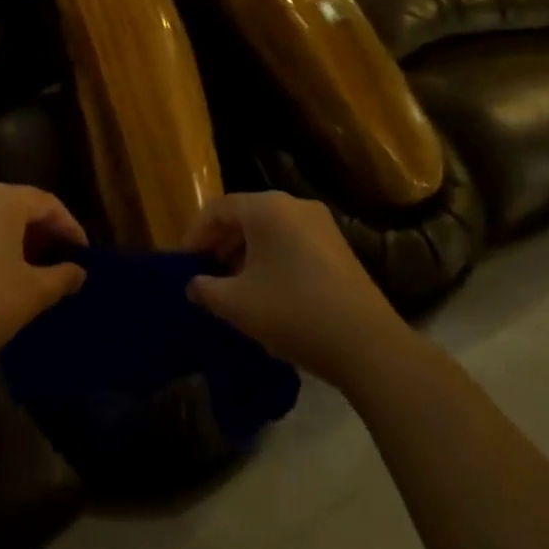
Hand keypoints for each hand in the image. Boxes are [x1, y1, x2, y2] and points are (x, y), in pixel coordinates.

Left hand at [0, 184, 86, 383]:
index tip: (83, 256)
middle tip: (62, 263)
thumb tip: (77, 272)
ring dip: (19, 241)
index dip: (70, 228)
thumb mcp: (33, 293)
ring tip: (35, 272)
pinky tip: (2, 277)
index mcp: (2, 199)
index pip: (47, 204)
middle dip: (44, 233)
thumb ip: (61, 277)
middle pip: (20, 207)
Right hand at [184, 192, 407, 388]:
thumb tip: (194, 284)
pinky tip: (265, 289)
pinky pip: (291, 241)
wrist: (366, 343)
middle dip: (220, 242)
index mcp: (267, 208)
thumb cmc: (292, 312)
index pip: (218, 208)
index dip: (195, 234)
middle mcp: (294, 205)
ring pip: (269, 229)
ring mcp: (321, 224)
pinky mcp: (337, 247)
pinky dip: (270, 257)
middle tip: (204, 272)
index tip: (182, 263)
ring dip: (244, 251)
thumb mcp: (236, 304)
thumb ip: (205, 289)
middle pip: (245, 214)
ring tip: (231, 284)